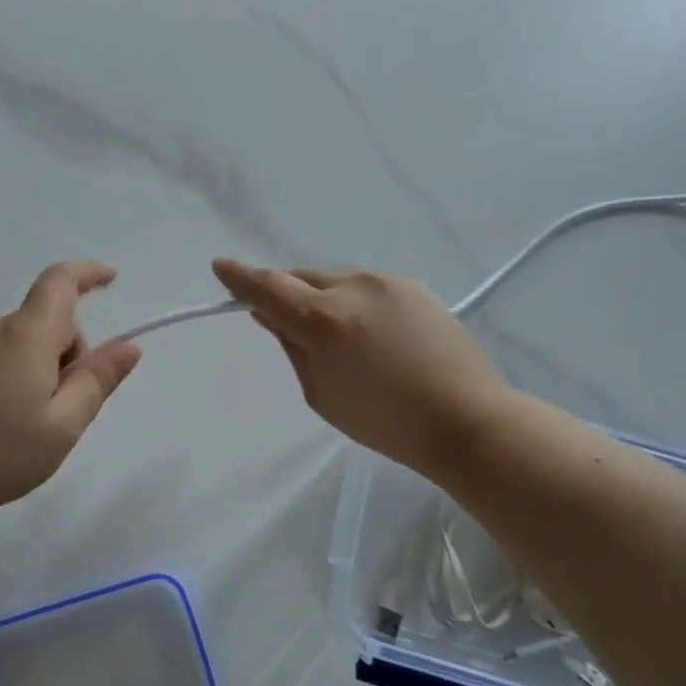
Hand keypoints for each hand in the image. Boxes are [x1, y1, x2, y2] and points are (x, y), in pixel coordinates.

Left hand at [0, 261, 141, 523]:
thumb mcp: (64, 424)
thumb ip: (98, 380)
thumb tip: (128, 346)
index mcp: (26, 335)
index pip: (60, 282)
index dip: (88, 273)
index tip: (112, 280)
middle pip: (49, 321)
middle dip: (71, 352)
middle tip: (67, 408)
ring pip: (27, 342)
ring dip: (45, 368)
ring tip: (34, 424)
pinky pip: (4, 356)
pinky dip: (21, 375)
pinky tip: (7, 423)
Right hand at [212, 259, 504, 478]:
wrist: (465, 419)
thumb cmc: (384, 420)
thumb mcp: (320, 393)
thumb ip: (292, 347)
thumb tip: (272, 316)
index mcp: (323, 319)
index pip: (269, 288)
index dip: (240, 278)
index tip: (221, 266)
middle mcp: (352, 287)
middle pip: (302, 278)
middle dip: (287, 293)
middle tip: (285, 321)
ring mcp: (387, 282)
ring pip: (336, 280)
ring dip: (323, 298)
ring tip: (338, 336)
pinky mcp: (414, 287)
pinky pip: (367, 287)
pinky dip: (355, 303)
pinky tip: (371, 334)